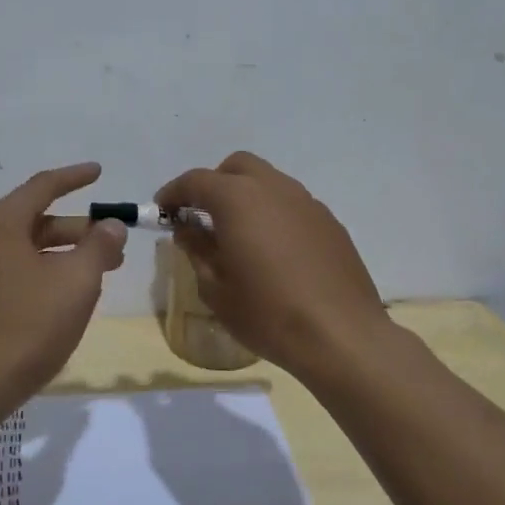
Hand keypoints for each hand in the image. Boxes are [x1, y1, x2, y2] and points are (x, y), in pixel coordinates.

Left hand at [0, 162, 127, 399]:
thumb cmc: (28, 326)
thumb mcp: (76, 282)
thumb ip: (99, 246)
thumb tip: (111, 226)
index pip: (43, 187)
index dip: (74, 177)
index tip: (99, 172)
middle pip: (35, 220)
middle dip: (78, 230)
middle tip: (113, 245)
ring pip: (24, 249)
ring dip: (63, 254)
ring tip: (98, 274)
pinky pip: (11, 270)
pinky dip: (42, 271)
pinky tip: (64, 295)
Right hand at [155, 151, 389, 379]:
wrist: (341, 336)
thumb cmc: (267, 313)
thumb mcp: (216, 289)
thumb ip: (197, 250)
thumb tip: (188, 229)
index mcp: (239, 200)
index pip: (196, 181)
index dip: (174, 193)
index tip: (162, 212)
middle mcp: (274, 189)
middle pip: (237, 167)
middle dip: (214, 184)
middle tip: (202, 217)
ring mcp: (307, 203)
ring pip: (268, 182)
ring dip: (246, 197)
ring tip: (238, 236)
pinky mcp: (330, 222)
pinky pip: (292, 205)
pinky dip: (273, 214)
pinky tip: (273, 252)